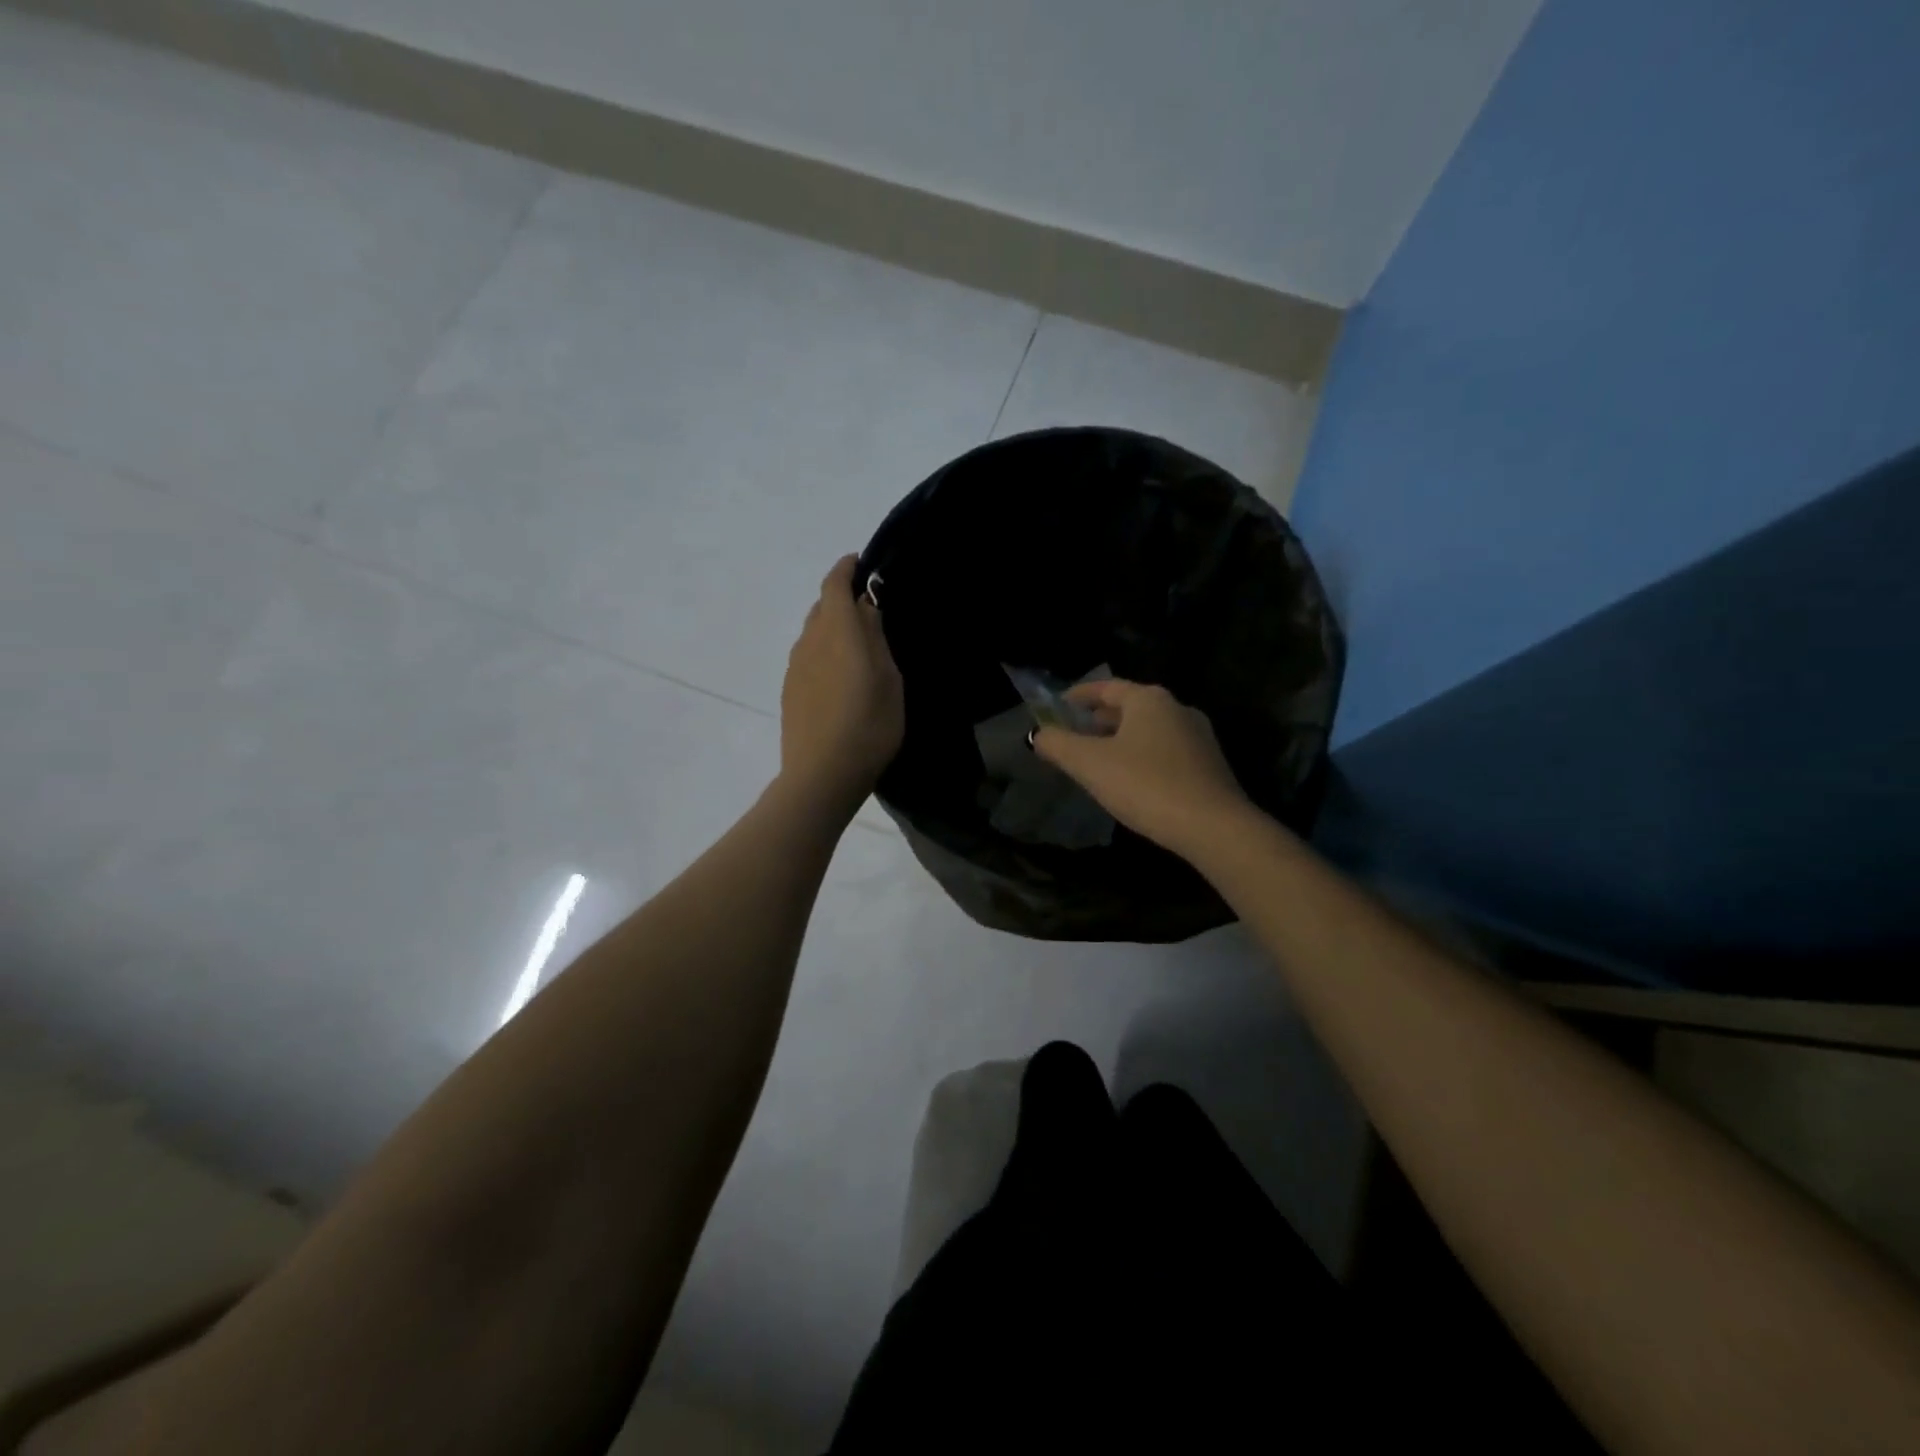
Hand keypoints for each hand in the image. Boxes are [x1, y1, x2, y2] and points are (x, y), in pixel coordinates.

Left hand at [779, 555, 904, 816]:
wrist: (821, 776)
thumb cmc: (868, 726)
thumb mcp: (889, 680)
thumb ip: (876, 638)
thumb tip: (866, 607)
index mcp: (837, 631)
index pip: (834, 584)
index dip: (846, 569)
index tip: (860, 563)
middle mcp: (810, 641)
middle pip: (821, 607)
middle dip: (841, 599)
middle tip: (869, 611)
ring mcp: (795, 667)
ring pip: (813, 632)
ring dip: (832, 628)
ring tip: (856, 646)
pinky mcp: (790, 690)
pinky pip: (808, 656)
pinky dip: (823, 651)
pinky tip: (839, 676)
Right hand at [1033, 679, 1248, 859]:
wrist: (1213, 827)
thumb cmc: (1145, 785)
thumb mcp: (1089, 764)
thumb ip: (1058, 745)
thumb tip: (1038, 735)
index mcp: (1149, 700)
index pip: (1107, 687)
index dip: (1080, 695)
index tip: (1060, 705)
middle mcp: (1177, 709)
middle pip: (1130, 707)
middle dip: (1100, 719)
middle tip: (1075, 733)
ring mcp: (1198, 737)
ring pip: (1149, 730)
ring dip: (1121, 739)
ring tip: (1098, 758)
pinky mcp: (1209, 765)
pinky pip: (1165, 751)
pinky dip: (1142, 756)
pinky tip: (1131, 780)